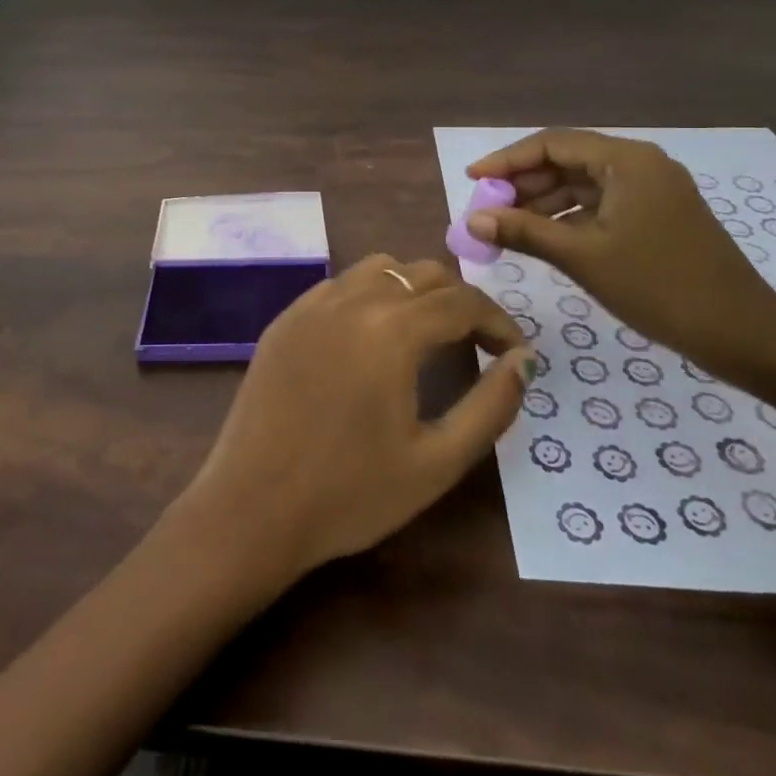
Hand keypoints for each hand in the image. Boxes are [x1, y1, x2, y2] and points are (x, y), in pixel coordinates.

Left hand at [176, 255, 534, 582]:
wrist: (252, 507)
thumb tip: (523, 361)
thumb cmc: (350, 493)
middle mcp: (351, 300)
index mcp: (391, 329)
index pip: (462, 301)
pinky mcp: (284, 319)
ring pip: (378, 268)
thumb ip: (490, 406)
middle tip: (477, 344)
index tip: (515, 352)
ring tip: (427, 334)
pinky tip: (371, 338)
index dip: (498, 322)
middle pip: (422, 273)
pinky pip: (339, 285)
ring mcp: (311, 305)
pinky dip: (369, 295)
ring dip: (413, 289)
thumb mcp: (437, 462)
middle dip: (460, 301)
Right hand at [464, 129, 775, 382]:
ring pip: (581, 185)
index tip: (471, 180)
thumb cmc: (661, 288)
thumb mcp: (584, 258)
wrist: (745, 335)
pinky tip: (540, 238)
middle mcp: (639, 165)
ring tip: (504, 227)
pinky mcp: (656, 216)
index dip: (506, 160)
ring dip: (541, 203)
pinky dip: (566, 218)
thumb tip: (472, 220)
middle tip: (484, 210)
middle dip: (522, 184)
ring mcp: (651, 191)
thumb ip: (525, 232)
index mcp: (627, 161)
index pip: (552, 144)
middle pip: (566, 161)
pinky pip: (599, 206)